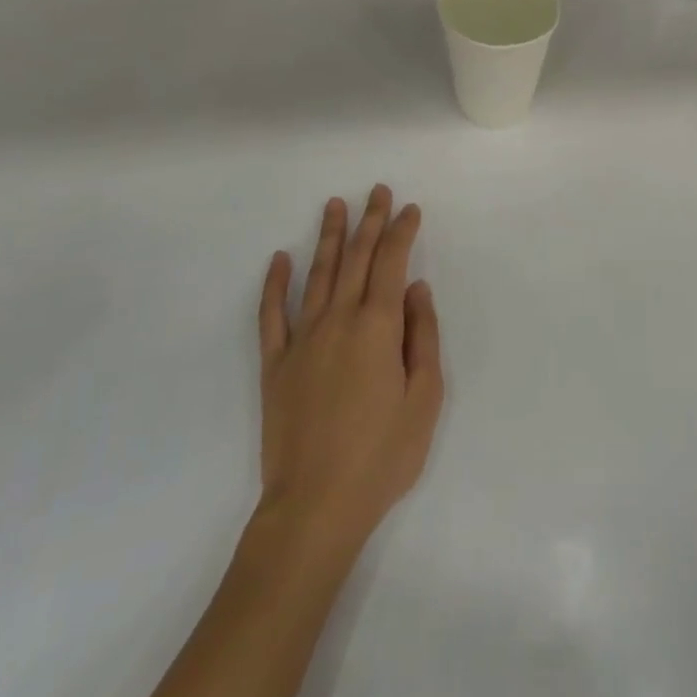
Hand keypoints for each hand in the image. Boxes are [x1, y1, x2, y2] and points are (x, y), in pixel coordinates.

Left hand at [257, 185, 443, 551]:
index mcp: (378, 327)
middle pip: (357, 258)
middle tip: (378, 191)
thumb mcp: (424, 399)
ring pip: (318, 274)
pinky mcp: (275, 364)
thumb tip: (417, 288)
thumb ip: (423, 336)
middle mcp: (339, 320)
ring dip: (329, 237)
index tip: (410, 208)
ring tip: (335, 205)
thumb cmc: (382, 456)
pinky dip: (275, 283)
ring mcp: (302, 339)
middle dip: (370, 221)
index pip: (392, 263)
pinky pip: (272, 314)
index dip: (402, 232)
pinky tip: (280, 258)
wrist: (315, 506)